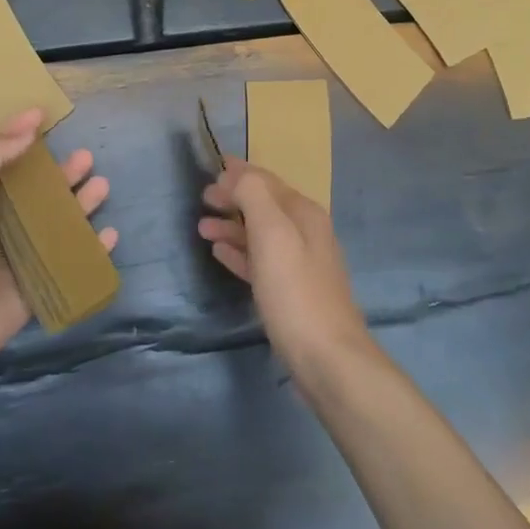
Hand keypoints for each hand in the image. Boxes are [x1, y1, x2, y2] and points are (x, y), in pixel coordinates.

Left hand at [0, 108, 116, 374]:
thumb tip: (28, 122)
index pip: (9, 162)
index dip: (26, 139)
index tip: (47, 117)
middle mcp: (5, 222)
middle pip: (42, 191)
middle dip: (65, 174)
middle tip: (87, 157)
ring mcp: (25, 253)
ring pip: (61, 222)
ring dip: (83, 204)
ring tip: (103, 186)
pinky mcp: (42, 282)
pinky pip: (73, 260)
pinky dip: (93, 248)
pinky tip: (110, 235)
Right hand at [198, 157, 369, 369]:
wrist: (327, 357)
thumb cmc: (294, 290)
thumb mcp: (272, 232)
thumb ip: (253, 195)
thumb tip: (236, 175)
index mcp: (304, 213)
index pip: (267, 181)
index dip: (239, 174)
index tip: (212, 171)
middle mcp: (306, 232)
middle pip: (264, 205)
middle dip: (234, 199)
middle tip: (203, 200)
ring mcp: (301, 263)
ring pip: (261, 234)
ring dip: (232, 226)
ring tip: (202, 229)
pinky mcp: (293, 292)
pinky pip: (261, 260)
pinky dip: (240, 252)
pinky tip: (220, 254)